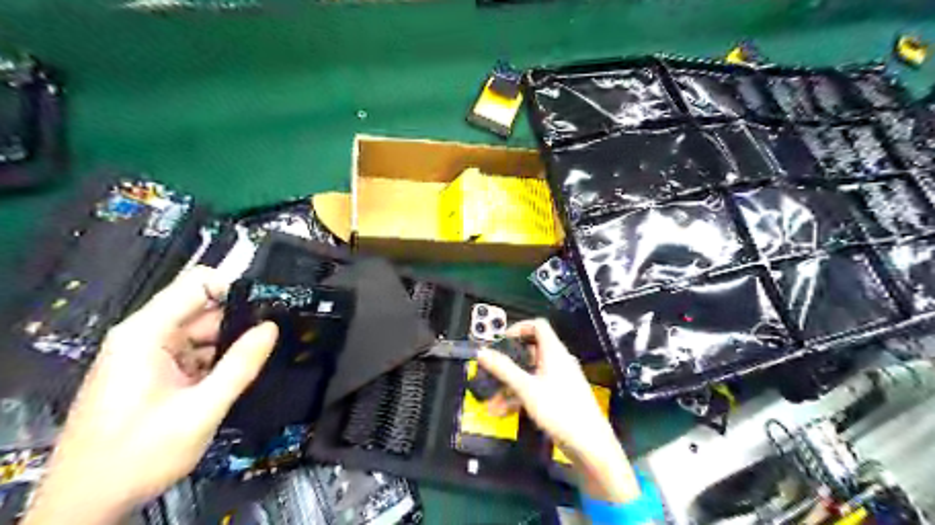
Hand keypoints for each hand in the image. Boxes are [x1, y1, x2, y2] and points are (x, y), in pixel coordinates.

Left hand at [24, 268, 275, 523]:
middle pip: (202, 309)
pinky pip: (193, 353)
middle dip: (239, 322)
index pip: (198, 284)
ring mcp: (147, 355)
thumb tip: (271, 328)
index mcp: (146, 334)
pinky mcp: (151, 373)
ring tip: (261, 360)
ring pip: (202, 333)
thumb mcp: (201, 410)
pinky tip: (236, 376)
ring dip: (229, 345)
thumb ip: (240, 365)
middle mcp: (144, 336)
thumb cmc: (140, 455)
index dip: (236, 288)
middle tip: (275, 339)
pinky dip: (216, 361)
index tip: (271, 306)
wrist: (85, 505)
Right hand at [478, 318, 638, 501]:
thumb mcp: (526, 389)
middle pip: (531, 350)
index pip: (538, 325)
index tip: (501, 341)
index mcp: (554, 352)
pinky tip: (502, 412)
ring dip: (510, 384)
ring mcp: (560, 379)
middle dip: (508, 362)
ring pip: (531, 373)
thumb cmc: (559, 409)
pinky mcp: (560, 397)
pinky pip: (536, 389)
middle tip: (491, 370)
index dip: (518, 327)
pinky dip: (520, 396)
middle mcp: (558, 361)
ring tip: (490, 400)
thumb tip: (482, 352)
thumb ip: (503, 369)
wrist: (590, 444)